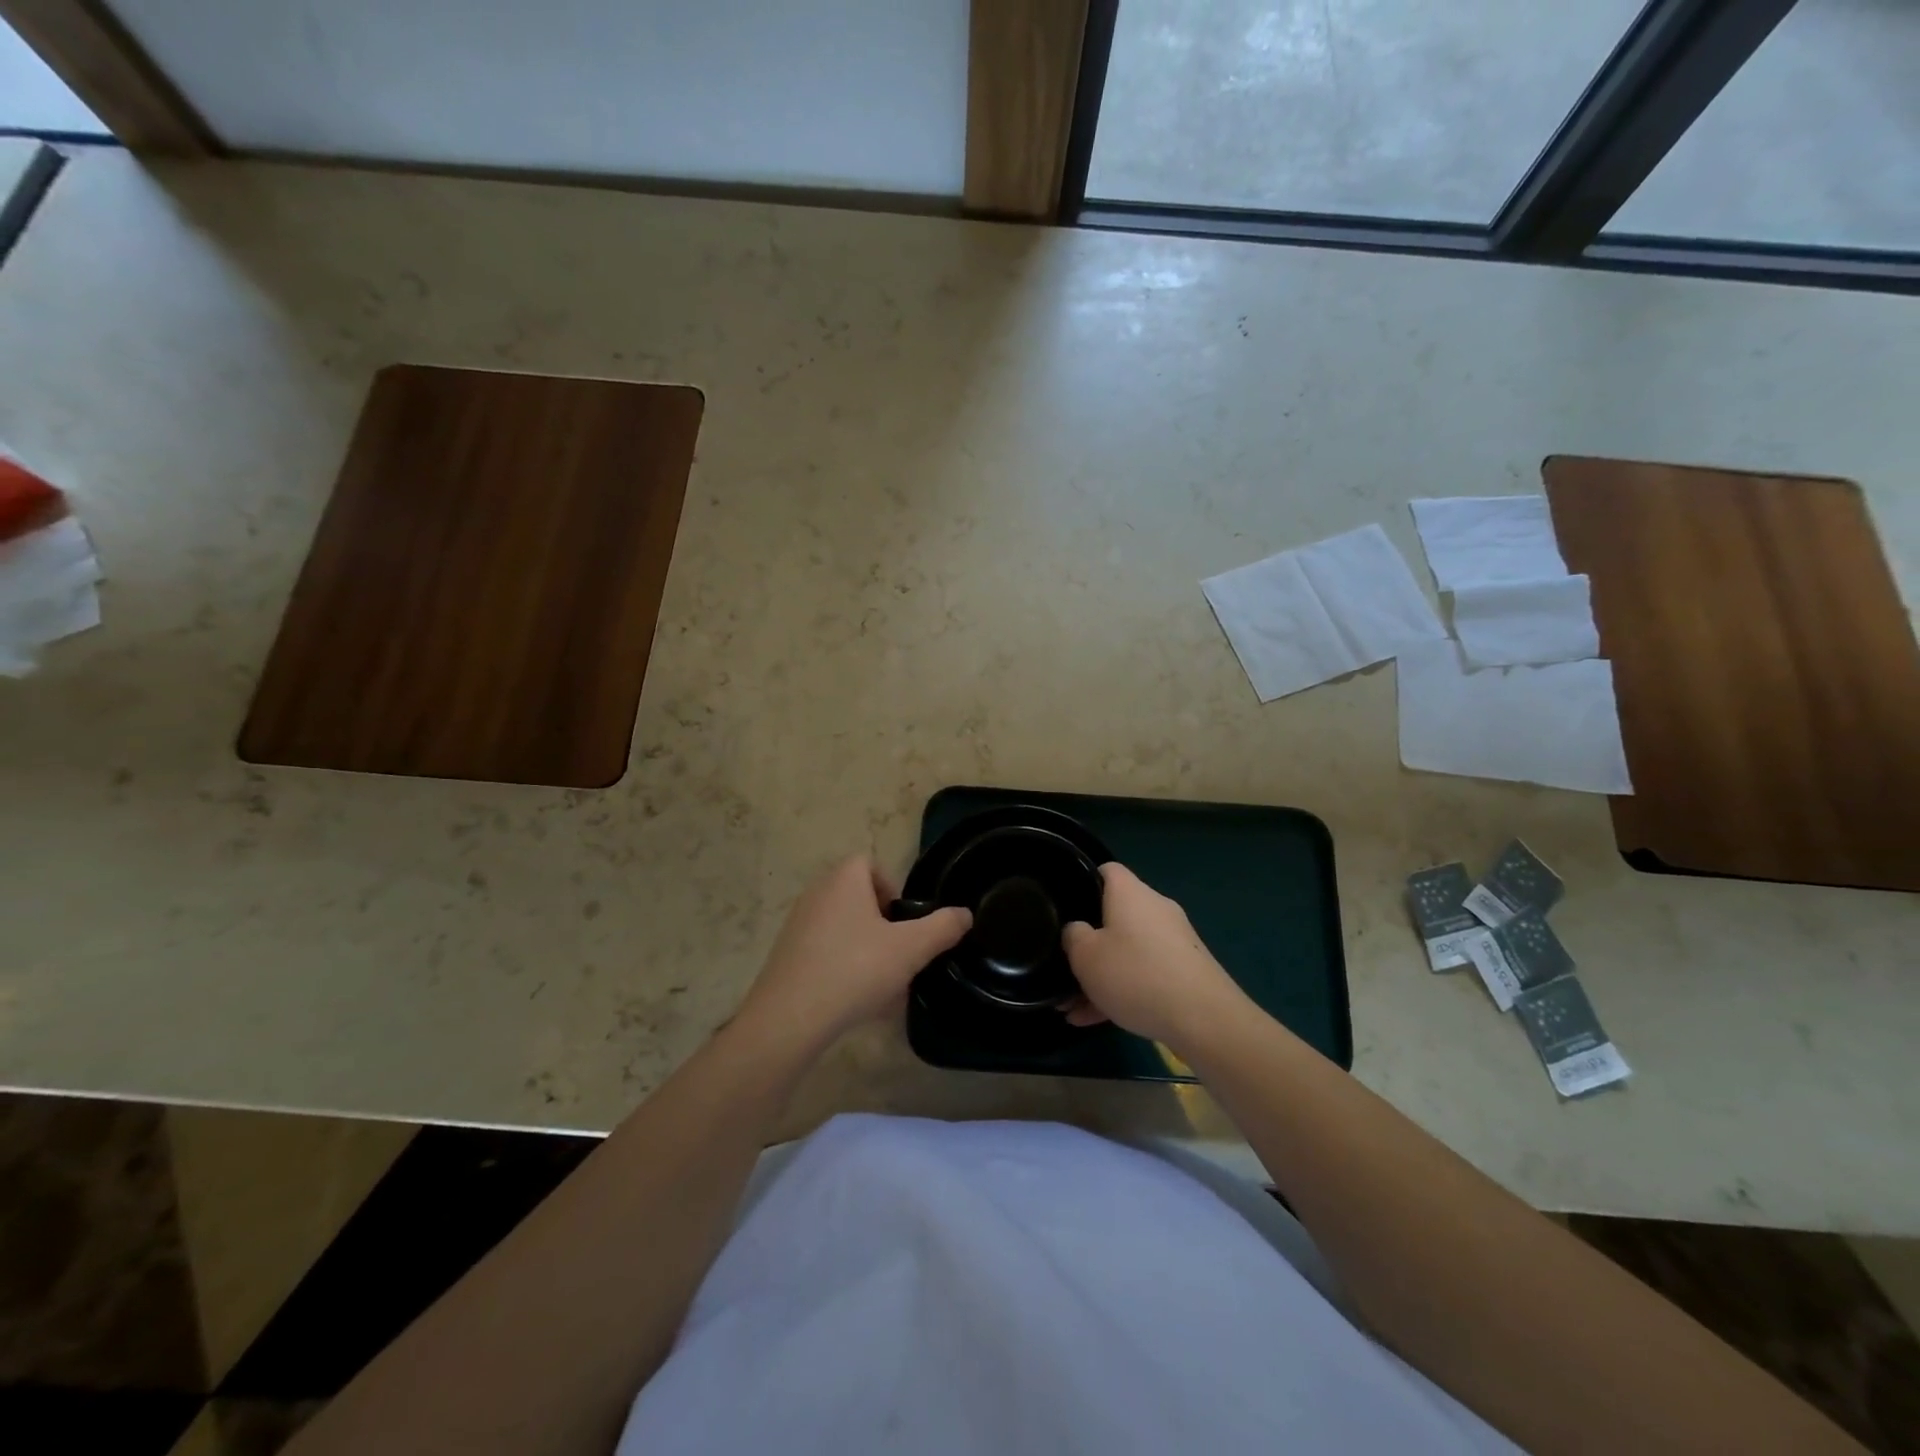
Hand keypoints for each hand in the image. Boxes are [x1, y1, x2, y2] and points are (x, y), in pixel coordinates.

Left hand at [738, 856, 970, 1047]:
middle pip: (858, 897)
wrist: (790, 1018)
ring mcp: (797, 925)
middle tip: (899, 953)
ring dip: (865, 949)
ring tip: (883, 984)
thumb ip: (942, 928)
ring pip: (843, 928)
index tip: (904, 922)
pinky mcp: (787, 956)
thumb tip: (964, 914)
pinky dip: (844, 968)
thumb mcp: (911, 949)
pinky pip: (825, 953)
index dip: (892, 888)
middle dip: (882, 924)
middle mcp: (817, 894)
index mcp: (843, 880)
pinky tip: (858, 1001)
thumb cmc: (855, 969)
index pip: (870, 864)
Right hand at [1062, 863, 1245, 1048]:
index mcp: (1131, 893)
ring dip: (1101, 976)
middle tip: (1064, 967)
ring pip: (1127, 952)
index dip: (1083, 882)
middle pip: (1114, 916)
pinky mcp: (1186, 972)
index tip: (1065, 906)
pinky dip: (1122, 991)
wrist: (1205, 1020)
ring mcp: (1174, 941)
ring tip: (1073, 1008)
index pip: (1106, 871)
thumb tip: (1078, 930)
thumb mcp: (1086, 956)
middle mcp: (1155, 909)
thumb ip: (1073, 936)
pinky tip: (1097, 1021)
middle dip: (1089, 944)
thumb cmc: (1136, 975)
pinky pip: (1145, 974)